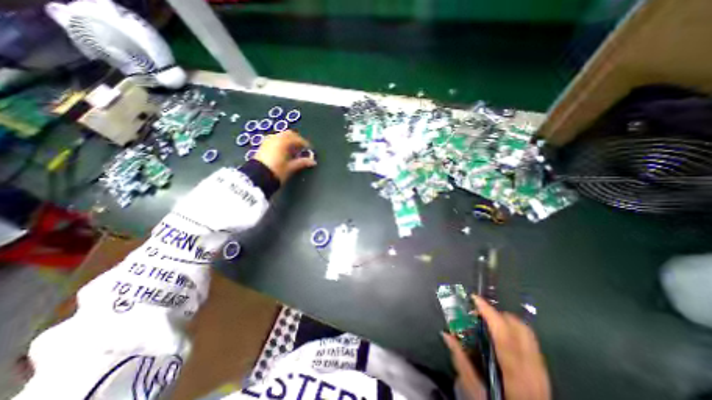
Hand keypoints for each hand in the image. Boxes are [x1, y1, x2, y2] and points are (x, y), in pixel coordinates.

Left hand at [252, 130, 313, 181]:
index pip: (297, 138)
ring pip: (281, 136)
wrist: (257, 178)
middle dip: (296, 140)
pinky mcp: (263, 146)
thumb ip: (302, 162)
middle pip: (288, 134)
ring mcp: (267, 141)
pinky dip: (281, 144)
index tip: (309, 149)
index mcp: (282, 142)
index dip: (305, 143)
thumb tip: (313, 161)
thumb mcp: (291, 167)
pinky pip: (275, 140)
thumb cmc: (276, 172)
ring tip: (293, 151)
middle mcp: (274, 139)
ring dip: (288, 141)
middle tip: (302, 148)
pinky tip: (284, 152)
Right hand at [440, 294, 549, 398]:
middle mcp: (533, 370)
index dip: (489, 313)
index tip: (474, 298)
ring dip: (507, 321)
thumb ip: (461, 361)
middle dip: (499, 314)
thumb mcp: (476, 391)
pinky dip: (514, 331)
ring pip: (527, 332)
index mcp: (515, 375)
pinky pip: (530, 341)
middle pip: (519, 328)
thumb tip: (446, 334)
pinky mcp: (544, 372)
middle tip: (481, 313)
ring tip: (490, 323)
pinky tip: (502, 337)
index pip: (503, 335)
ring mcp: (542, 370)